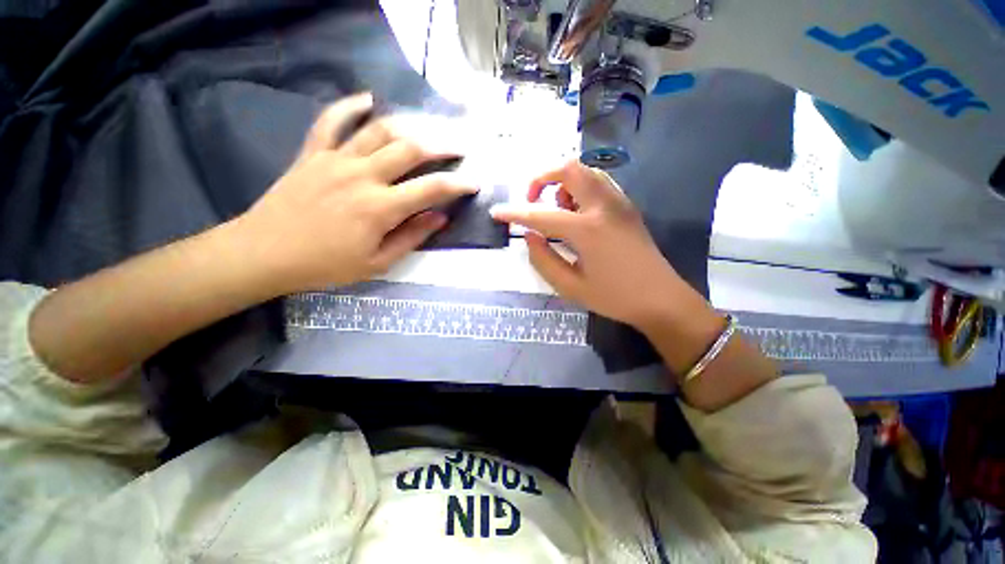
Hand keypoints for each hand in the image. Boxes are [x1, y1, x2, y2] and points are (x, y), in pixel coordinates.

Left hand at [235, 93, 476, 292]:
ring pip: (379, 130)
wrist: (264, 254)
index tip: (474, 182)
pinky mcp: (313, 153)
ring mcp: (335, 159)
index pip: (431, 189)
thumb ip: (411, 237)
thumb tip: (440, 217)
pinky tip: (368, 99)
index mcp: (380, 208)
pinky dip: (350, 106)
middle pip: (410, 149)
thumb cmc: (326, 265)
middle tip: (459, 148)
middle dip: (442, 146)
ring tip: (427, 129)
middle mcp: (362, 175)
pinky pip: (331, 121)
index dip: (458, 184)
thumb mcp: (377, 263)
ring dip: (409, 126)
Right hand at [491, 160, 692, 328]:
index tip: (497, 213)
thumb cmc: (614, 297)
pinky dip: (580, 187)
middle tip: (533, 200)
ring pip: (586, 171)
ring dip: (563, 182)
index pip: (541, 215)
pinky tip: (577, 211)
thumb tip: (529, 236)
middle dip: (543, 178)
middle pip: (569, 169)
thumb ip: (543, 259)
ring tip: (557, 208)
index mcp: (587, 230)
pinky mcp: (627, 206)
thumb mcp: (570, 286)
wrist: (661, 299)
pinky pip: (599, 182)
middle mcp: (603, 207)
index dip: (515, 213)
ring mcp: (619, 202)